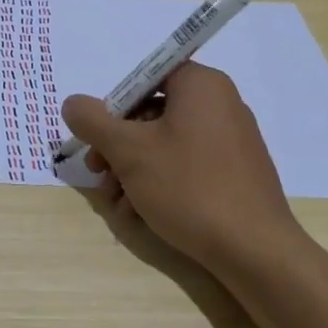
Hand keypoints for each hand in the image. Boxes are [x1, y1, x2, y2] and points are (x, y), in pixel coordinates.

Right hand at [61, 61, 305, 273]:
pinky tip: (142, 212)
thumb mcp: (129, 151)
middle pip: (152, 112)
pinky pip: (187, 165)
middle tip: (99, 174)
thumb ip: (93, 121)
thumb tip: (72, 103)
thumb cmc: (188, 187)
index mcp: (201, 85)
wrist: (254, 250)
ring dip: (133, 170)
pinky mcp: (236, 172)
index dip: (114, 106)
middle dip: (118, 146)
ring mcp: (232, 139)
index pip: (145, 78)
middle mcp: (221, 104)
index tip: (98, 139)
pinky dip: (160, 182)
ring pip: (166, 144)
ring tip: (118, 203)